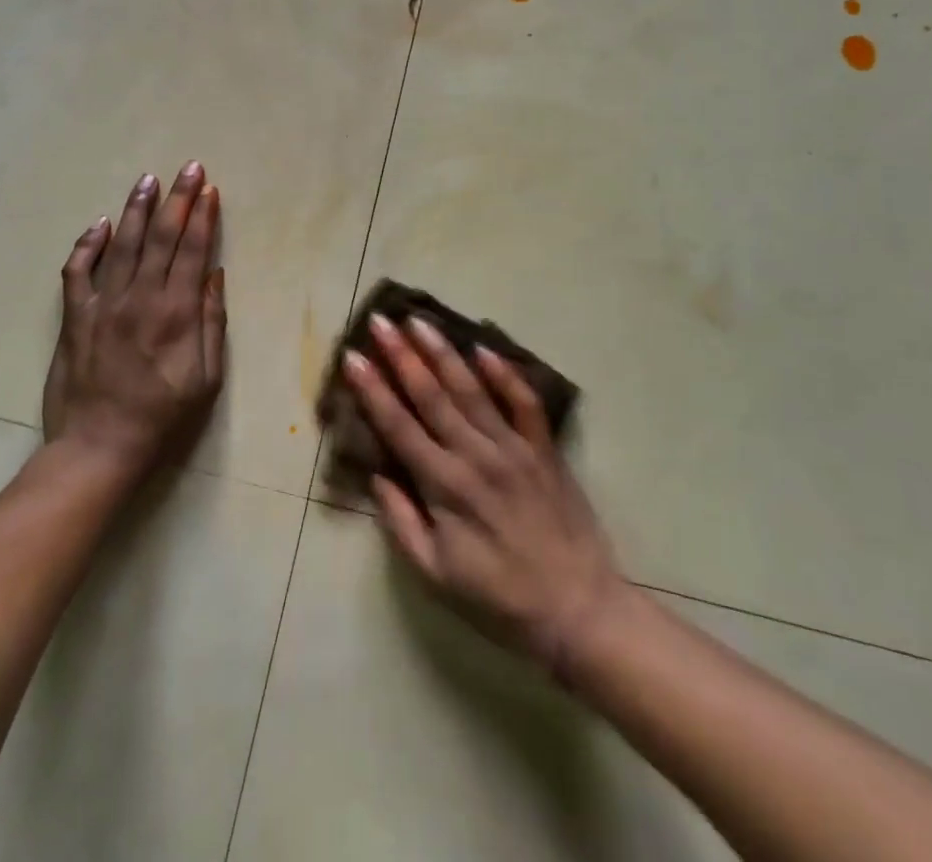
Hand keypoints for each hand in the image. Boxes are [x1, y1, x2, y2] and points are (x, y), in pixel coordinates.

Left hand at [42, 162, 225, 474]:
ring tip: (149, 180)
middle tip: (188, 168)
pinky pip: (78, 270)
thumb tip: (214, 273)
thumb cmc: (163, 416)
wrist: (100, 446)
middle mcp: (140, 298)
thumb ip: (212, 321)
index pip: (192, 250)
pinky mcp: (75, 315)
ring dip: (138, 208)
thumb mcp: (207, 377)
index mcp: (177, 312)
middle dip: (177, 199)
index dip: (202, 217)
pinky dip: (89, 243)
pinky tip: (102, 224)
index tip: (209, 189)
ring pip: (123, 243)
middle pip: (162, 236)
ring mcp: (103, 303)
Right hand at [345, 314, 618, 675]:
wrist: (579, 611)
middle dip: (401, 355)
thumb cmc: (499, 599)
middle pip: (431, 395)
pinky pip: (524, 402)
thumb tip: (377, 474)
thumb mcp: (435, 575)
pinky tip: (484, 347)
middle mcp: (476, 455)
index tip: (352, 357)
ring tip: (420, 321)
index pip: (398, 425)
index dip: (372, 389)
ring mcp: (513, 447)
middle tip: (380, 322)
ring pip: (472, 389)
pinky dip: (505, 373)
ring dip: (443, 352)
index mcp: (444, 486)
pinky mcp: (544, 449)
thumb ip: (401, 522)